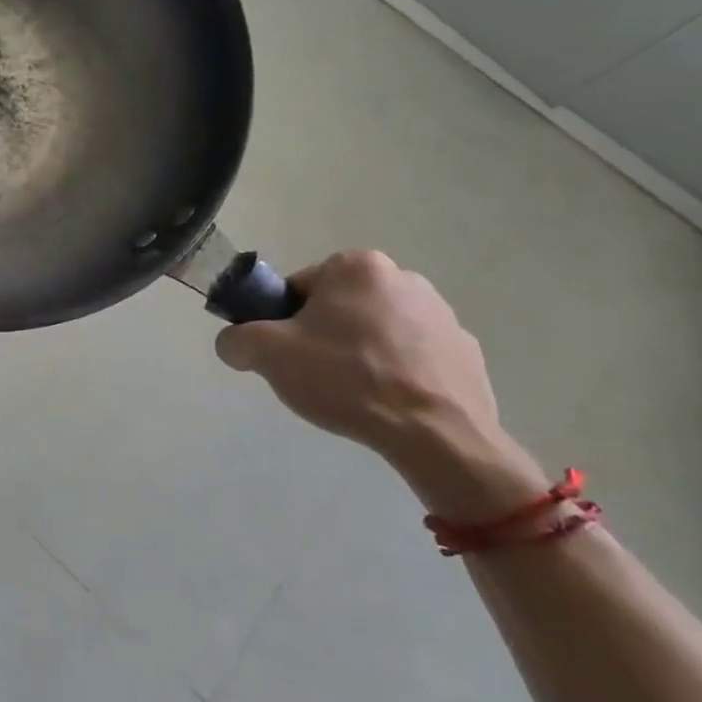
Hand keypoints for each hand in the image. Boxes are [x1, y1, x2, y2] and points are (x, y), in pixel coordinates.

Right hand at [214, 250, 504, 467]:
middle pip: (339, 308)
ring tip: (355, 397)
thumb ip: (236, 339)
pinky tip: (389, 406)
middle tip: (316, 378)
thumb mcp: (268, 355)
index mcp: (357, 266)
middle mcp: (404, 278)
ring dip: (361, 356)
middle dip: (324, 338)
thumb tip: (234, 344)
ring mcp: (443, 316)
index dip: (283, 324)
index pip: (298, 289)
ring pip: (377, 333)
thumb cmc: (347, 379)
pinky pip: (414, 358)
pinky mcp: (466, 353)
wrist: (436, 435)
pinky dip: (398, 376)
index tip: (287, 356)